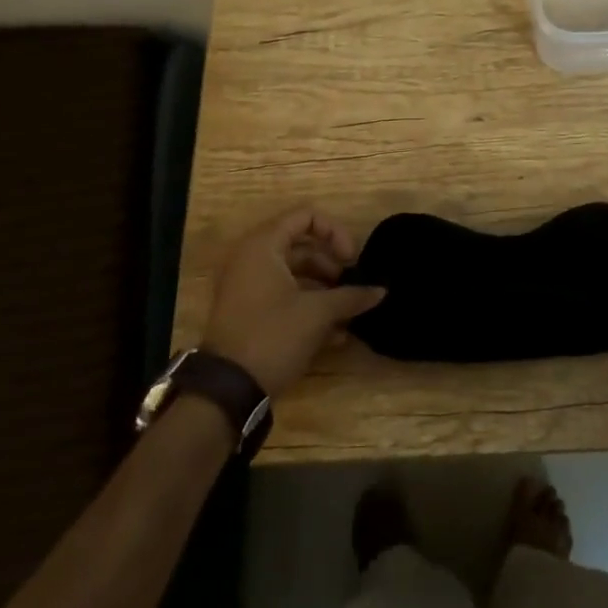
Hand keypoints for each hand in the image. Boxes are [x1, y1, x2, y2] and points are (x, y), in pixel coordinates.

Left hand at [202, 209, 384, 396]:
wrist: (227, 390)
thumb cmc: (272, 335)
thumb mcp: (317, 314)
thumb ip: (351, 296)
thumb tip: (381, 290)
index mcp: (264, 246)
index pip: (306, 216)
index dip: (335, 232)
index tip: (352, 258)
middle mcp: (252, 258)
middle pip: (302, 246)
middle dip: (332, 265)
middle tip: (352, 285)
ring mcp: (248, 286)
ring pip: (294, 274)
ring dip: (324, 290)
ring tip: (348, 313)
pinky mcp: (249, 312)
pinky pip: (284, 296)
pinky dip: (308, 306)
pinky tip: (335, 335)